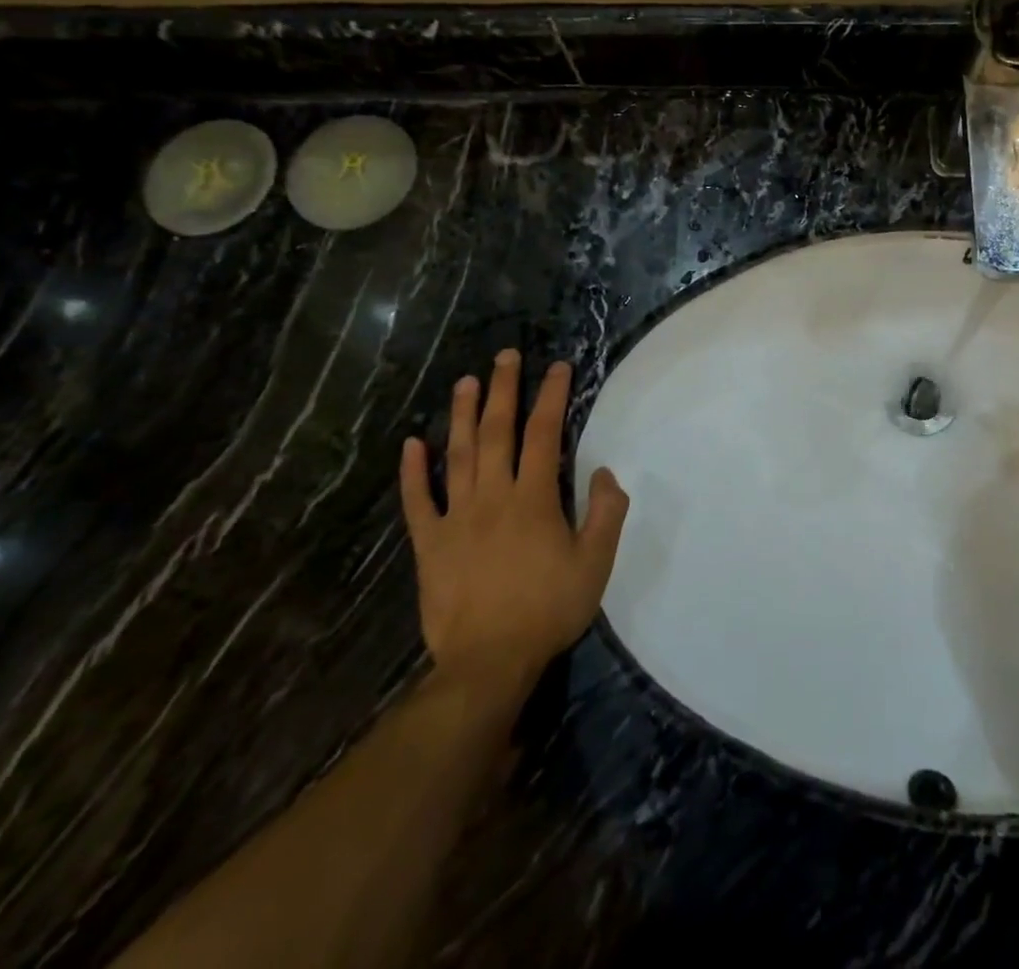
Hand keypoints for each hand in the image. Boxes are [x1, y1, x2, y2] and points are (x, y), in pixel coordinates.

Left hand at [399, 352, 628, 703]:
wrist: (488, 662)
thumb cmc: (548, 609)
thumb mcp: (596, 563)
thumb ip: (606, 513)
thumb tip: (604, 471)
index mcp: (534, 499)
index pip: (543, 434)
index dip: (551, 397)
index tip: (557, 368)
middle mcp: (493, 497)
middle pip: (498, 432)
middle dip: (504, 390)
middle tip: (506, 356)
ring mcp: (456, 518)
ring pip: (458, 455)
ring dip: (462, 415)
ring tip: (466, 381)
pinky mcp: (430, 544)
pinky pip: (418, 501)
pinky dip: (413, 472)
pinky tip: (412, 443)